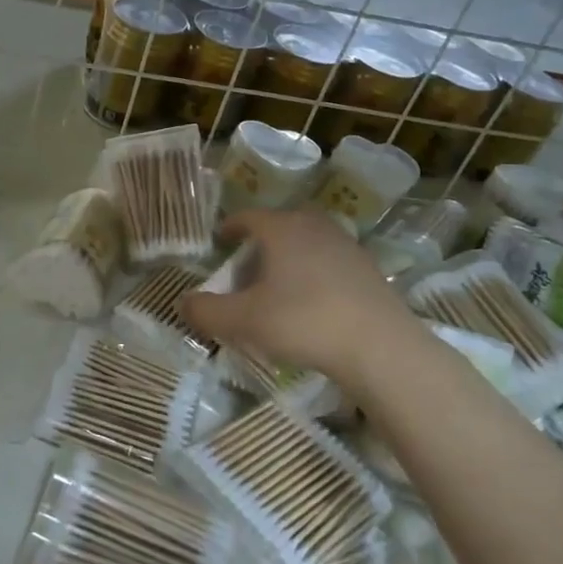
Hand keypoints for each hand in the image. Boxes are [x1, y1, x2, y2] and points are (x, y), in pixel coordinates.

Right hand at [181, 209, 416, 381]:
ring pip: (307, 243)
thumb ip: (206, 311)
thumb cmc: (303, 322)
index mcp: (282, 228)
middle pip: (280, 226)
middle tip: (246, 270)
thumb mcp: (243, 320)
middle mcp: (314, 226)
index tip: (220, 241)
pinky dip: (313, 274)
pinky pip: (329, 262)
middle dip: (260, 244)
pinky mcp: (368, 269)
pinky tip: (311, 304)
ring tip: (277, 287)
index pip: (248, 216)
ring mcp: (346, 246)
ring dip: (288, 258)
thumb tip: (182, 303)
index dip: (230, 227)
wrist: (380, 347)